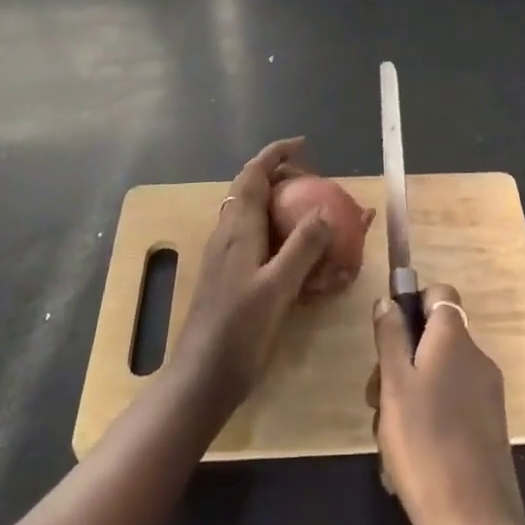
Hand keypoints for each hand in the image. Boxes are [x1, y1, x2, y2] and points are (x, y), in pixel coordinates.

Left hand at [171, 137, 330, 417]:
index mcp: (237, 228)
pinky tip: (293, 253)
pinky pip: (251, 235)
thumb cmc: (238, 332)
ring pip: (250, 211)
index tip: (302, 144)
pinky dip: (273, 227)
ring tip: (308, 210)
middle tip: (314, 182)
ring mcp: (223, 255)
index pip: (253, 174)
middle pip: (250, 188)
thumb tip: (325, 211)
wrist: (199, 380)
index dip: (275, 153)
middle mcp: (227, 233)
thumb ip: (302, 247)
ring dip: (276, 200)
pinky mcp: (225, 275)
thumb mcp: (278, 288)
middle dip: (280, 175)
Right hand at [369, 283, 524, 524]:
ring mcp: (486, 394)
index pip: (439, 294)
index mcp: (454, 338)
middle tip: (375, 399)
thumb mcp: (394, 386)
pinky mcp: (489, 428)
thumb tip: (388, 300)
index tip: (388, 338)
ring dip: (409, 395)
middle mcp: (476, 357)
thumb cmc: (426, 444)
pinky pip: (451, 405)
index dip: (413, 304)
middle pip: (433, 338)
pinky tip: (407, 458)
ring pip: (437, 375)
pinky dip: (428, 419)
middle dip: (400, 361)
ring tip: (386, 438)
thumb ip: (390, 337)